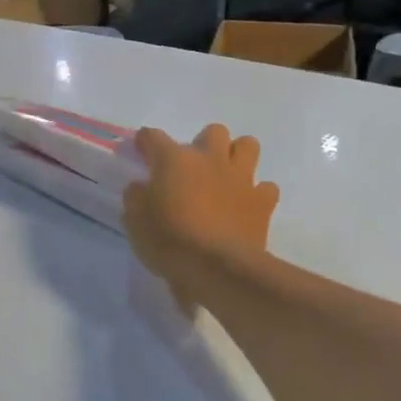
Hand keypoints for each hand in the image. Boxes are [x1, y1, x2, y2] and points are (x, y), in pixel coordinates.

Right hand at [123, 125, 278, 299]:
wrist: (216, 268)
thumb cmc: (168, 240)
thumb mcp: (134, 220)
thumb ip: (137, 196)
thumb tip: (141, 187)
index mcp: (174, 160)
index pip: (154, 137)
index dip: (145, 142)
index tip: (141, 151)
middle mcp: (210, 160)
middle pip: (213, 131)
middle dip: (203, 144)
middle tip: (192, 168)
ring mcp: (241, 178)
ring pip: (247, 146)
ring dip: (236, 156)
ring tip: (224, 176)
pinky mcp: (263, 202)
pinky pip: (266, 187)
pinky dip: (257, 193)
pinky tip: (245, 206)